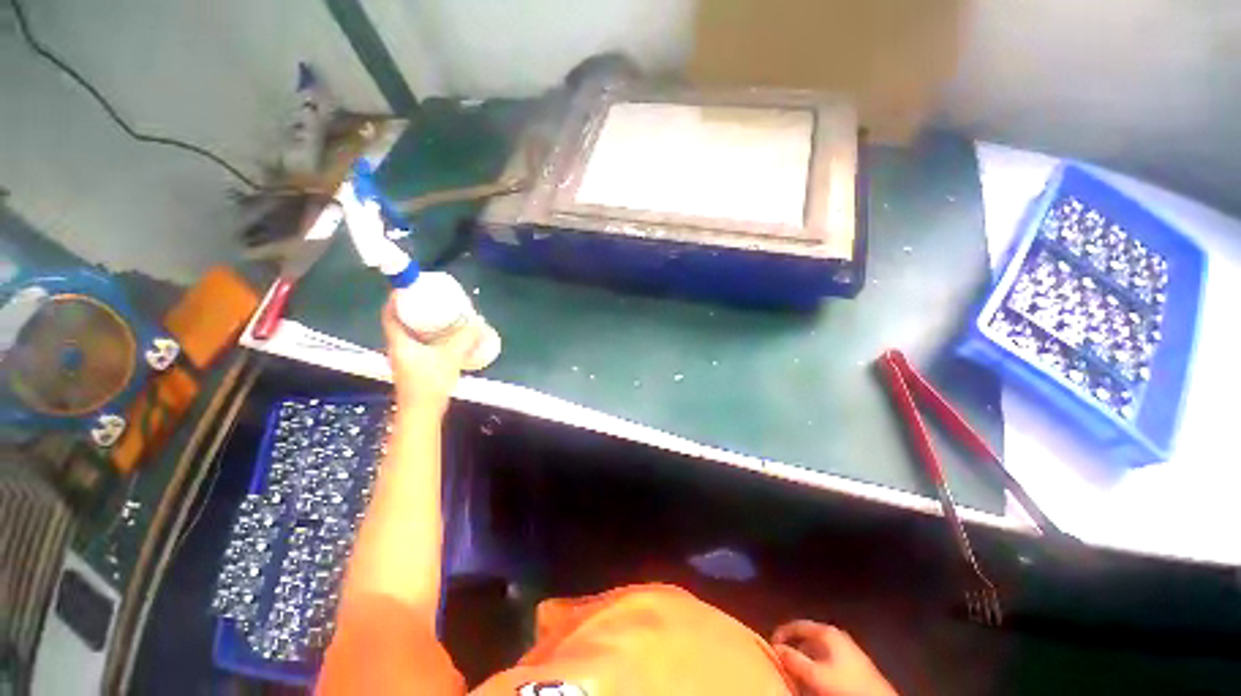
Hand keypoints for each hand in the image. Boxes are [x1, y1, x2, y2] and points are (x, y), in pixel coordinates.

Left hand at [382, 297, 480, 416]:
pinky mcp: (414, 366)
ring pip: (409, 333)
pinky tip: (445, 336)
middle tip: (431, 300)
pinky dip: (428, 335)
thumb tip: (478, 324)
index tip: (410, 288)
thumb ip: (465, 339)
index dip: (396, 299)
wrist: (422, 411)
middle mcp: (398, 347)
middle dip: (413, 308)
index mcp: (399, 342)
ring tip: (440, 315)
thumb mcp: (450, 357)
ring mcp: (405, 358)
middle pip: (400, 321)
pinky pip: (418, 343)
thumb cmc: (430, 382)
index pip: (390, 314)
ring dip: (421, 322)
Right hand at [772, 621, 895, 695]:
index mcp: (827, 631)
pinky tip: (814, 678)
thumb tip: (775, 649)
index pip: (797, 624)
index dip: (782, 633)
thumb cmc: (846, 685)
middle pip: (807, 637)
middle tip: (781, 660)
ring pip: (817, 650)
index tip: (770, 646)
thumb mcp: (815, 674)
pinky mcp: (854, 664)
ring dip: (805, 659)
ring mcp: (847, 649)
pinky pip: (827, 660)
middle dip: (793, 647)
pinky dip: (817, 666)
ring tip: (795, 671)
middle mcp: (836, 635)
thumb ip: (794, 659)